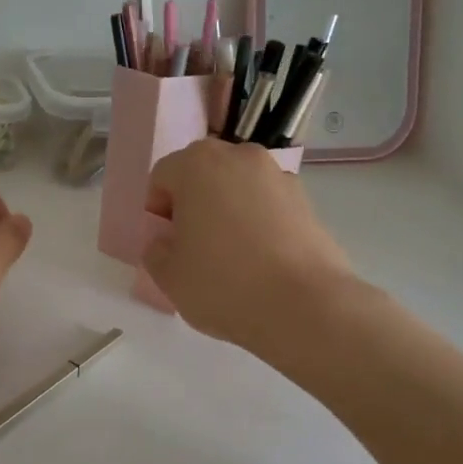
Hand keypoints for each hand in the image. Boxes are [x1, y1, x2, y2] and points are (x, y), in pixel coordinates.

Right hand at [143, 139, 354, 353]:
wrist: (303, 306)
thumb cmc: (222, 283)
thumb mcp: (168, 275)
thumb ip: (156, 250)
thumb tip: (167, 241)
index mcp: (197, 164)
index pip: (162, 177)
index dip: (156, 211)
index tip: (165, 243)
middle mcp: (239, 157)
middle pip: (202, 174)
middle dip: (193, 203)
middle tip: (193, 245)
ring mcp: (278, 176)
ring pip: (237, 187)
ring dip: (227, 210)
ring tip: (230, 255)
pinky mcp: (307, 201)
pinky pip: (267, 205)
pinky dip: (258, 222)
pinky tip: (259, 260)